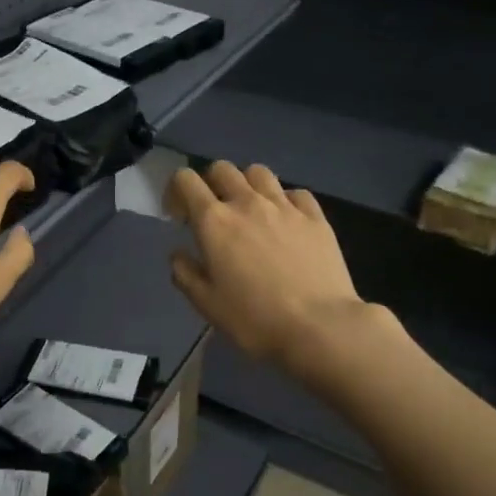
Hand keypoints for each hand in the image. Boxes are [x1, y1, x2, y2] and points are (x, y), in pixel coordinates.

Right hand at [166, 161, 374, 373]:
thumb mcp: (207, 304)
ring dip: (246, 184)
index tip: (179, 217)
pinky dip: (284, 200)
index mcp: (214, 221)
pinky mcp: (315, 216)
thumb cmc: (254, 318)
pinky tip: (286, 221)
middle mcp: (247, 203)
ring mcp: (284, 206)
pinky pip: (295, 192)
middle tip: (213, 213)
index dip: (176, 191)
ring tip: (250, 210)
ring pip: (258, 172)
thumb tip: (179, 254)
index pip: (185, 180)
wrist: (319, 325)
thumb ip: (185, 273)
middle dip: (210, 184)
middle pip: (222, 169)